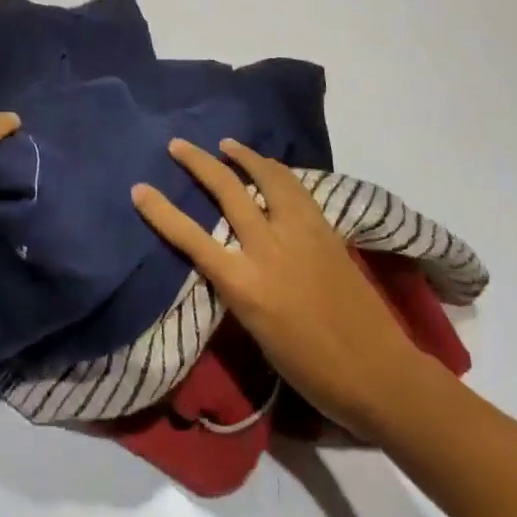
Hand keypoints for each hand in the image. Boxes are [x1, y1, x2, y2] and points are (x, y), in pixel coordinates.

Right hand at [132, 138, 427, 436]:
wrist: (377, 372)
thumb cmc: (310, 369)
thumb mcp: (256, 332)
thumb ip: (236, 287)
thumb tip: (223, 258)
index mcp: (245, 284)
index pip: (192, 238)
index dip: (161, 211)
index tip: (139, 189)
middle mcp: (268, 248)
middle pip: (227, 190)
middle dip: (198, 163)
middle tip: (178, 144)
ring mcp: (300, 232)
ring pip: (266, 177)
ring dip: (243, 155)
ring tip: (226, 144)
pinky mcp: (325, 228)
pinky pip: (295, 188)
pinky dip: (276, 172)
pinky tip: (270, 168)